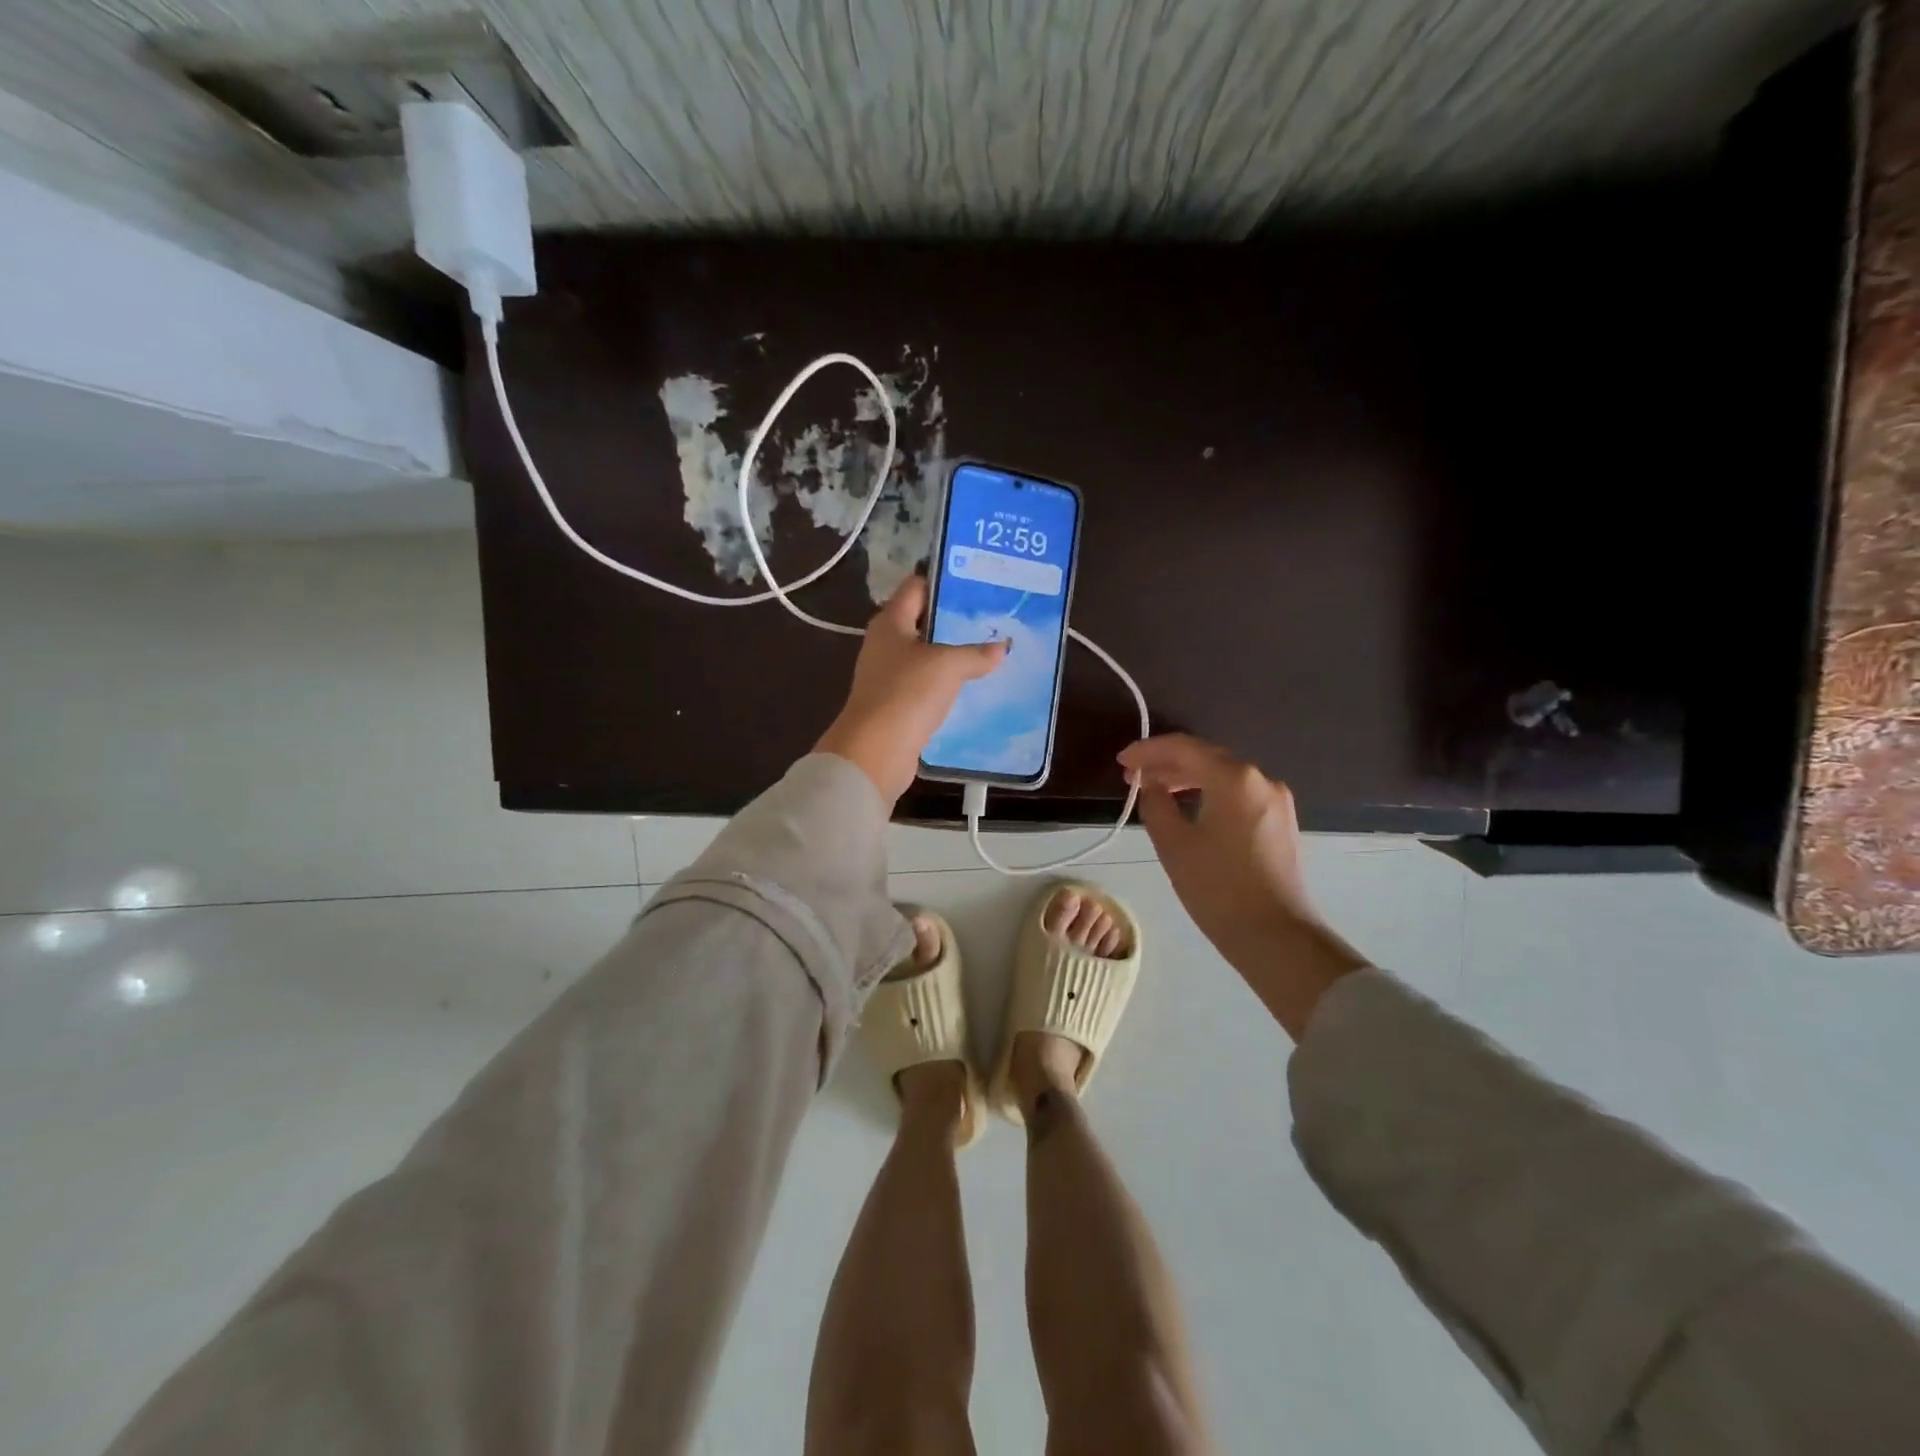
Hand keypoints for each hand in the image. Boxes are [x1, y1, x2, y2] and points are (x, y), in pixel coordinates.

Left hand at [816, 575, 1007, 803]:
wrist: (875, 751)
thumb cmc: (907, 693)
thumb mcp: (948, 665)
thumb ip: (976, 653)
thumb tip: (1002, 647)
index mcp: (890, 622)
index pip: (916, 586)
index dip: (944, 580)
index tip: (977, 581)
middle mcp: (885, 643)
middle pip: (922, 620)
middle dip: (954, 619)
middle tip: (992, 617)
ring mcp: (888, 675)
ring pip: (926, 655)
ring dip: (952, 654)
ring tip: (990, 649)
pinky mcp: (896, 703)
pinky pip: (926, 685)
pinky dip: (946, 683)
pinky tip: (972, 686)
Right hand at [1118, 734, 1368, 1039]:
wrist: (1276, 936)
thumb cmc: (1218, 888)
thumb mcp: (1173, 844)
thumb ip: (1155, 804)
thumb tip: (1150, 785)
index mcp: (1234, 778)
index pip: (1183, 748)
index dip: (1148, 750)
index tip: (1122, 762)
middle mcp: (1260, 779)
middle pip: (1206, 757)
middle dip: (1167, 763)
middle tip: (1134, 778)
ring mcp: (1276, 800)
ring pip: (1223, 775)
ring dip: (1187, 778)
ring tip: (1156, 792)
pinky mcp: (1280, 822)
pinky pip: (1238, 794)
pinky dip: (1209, 793)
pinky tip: (1189, 808)